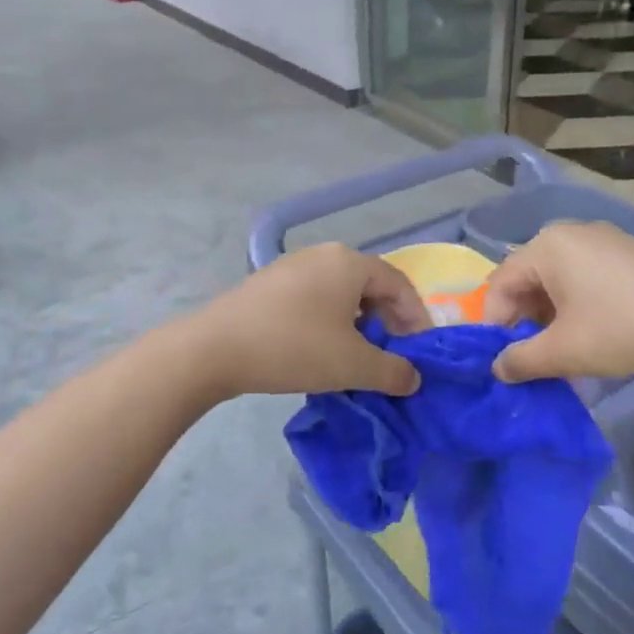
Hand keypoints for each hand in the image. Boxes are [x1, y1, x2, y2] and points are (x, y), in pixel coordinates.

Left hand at [190, 244, 430, 397]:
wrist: (213, 349)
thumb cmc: (294, 348)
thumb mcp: (353, 365)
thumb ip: (392, 371)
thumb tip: (413, 378)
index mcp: (349, 263)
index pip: (398, 284)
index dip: (416, 318)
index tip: (421, 351)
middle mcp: (322, 255)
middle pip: (369, 286)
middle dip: (387, 323)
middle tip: (392, 356)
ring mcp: (291, 268)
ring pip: (340, 295)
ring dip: (358, 325)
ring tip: (358, 358)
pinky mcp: (267, 286)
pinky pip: (313, 300)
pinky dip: (329, 324)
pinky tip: (321, 352)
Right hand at [481, 223, 633, 382]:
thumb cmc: (626, 329)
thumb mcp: (565, 352)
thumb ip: (521, 360)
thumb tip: (498, 368)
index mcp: (547, 246)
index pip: (499, 284)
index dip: (493, 324)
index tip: (501, 360)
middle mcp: (570, 234)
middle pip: (526, 278)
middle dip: (521, 320)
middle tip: (529, 358)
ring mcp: (603, 241)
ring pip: (556, 280)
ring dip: (548, 317)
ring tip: (559, 352)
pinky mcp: (627, 255)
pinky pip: (583, 277)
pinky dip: (574, 306)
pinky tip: (589, 334)